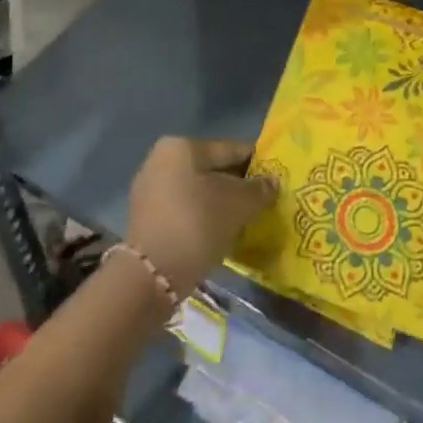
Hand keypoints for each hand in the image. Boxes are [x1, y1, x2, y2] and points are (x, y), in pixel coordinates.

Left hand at [126, 137, 276, 298]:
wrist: (151, 276)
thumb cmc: (197, 224)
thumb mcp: (237, 205)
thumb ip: (258, 190)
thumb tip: (272, 182)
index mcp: (182, 146)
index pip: (230, 149)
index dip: (256, 164)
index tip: (275, 180)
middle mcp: (162, 159)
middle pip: (212, 170)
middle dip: (237, 186)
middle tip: (262, 204)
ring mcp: (150, 190)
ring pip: (198, 192)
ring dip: (220, 205)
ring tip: (244, 222)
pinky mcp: (146, 219)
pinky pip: (184, 211)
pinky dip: (203, 219)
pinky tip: (220, 235)